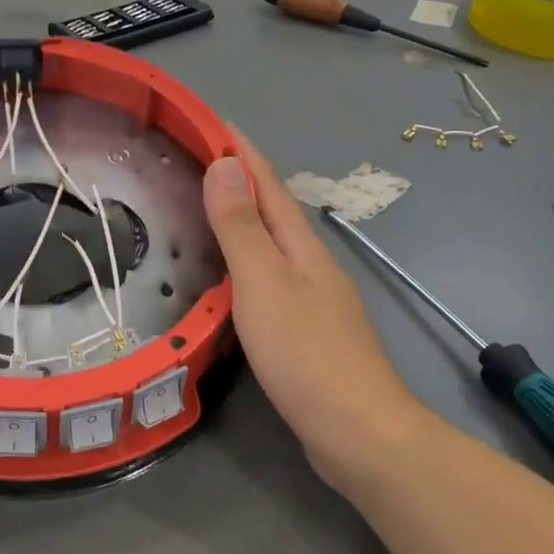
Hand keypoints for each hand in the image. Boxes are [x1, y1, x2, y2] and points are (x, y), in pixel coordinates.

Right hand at [203, 135, 418, 493]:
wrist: (357, 431)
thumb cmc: (305, 353)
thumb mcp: (263, 283)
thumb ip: (241, 227)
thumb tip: (224, 164)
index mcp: (301, 246)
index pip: (267, 183)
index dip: (241, 151)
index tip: (213, 122)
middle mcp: (311, 263)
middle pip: (272, 210)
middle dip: (239, 180)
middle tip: (195, 162)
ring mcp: (314, 298)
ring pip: (272, 245)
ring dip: (242, 220)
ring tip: (204, 210)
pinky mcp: (308, 331)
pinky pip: (270, 279)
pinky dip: (246, 262)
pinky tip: (229, 278)